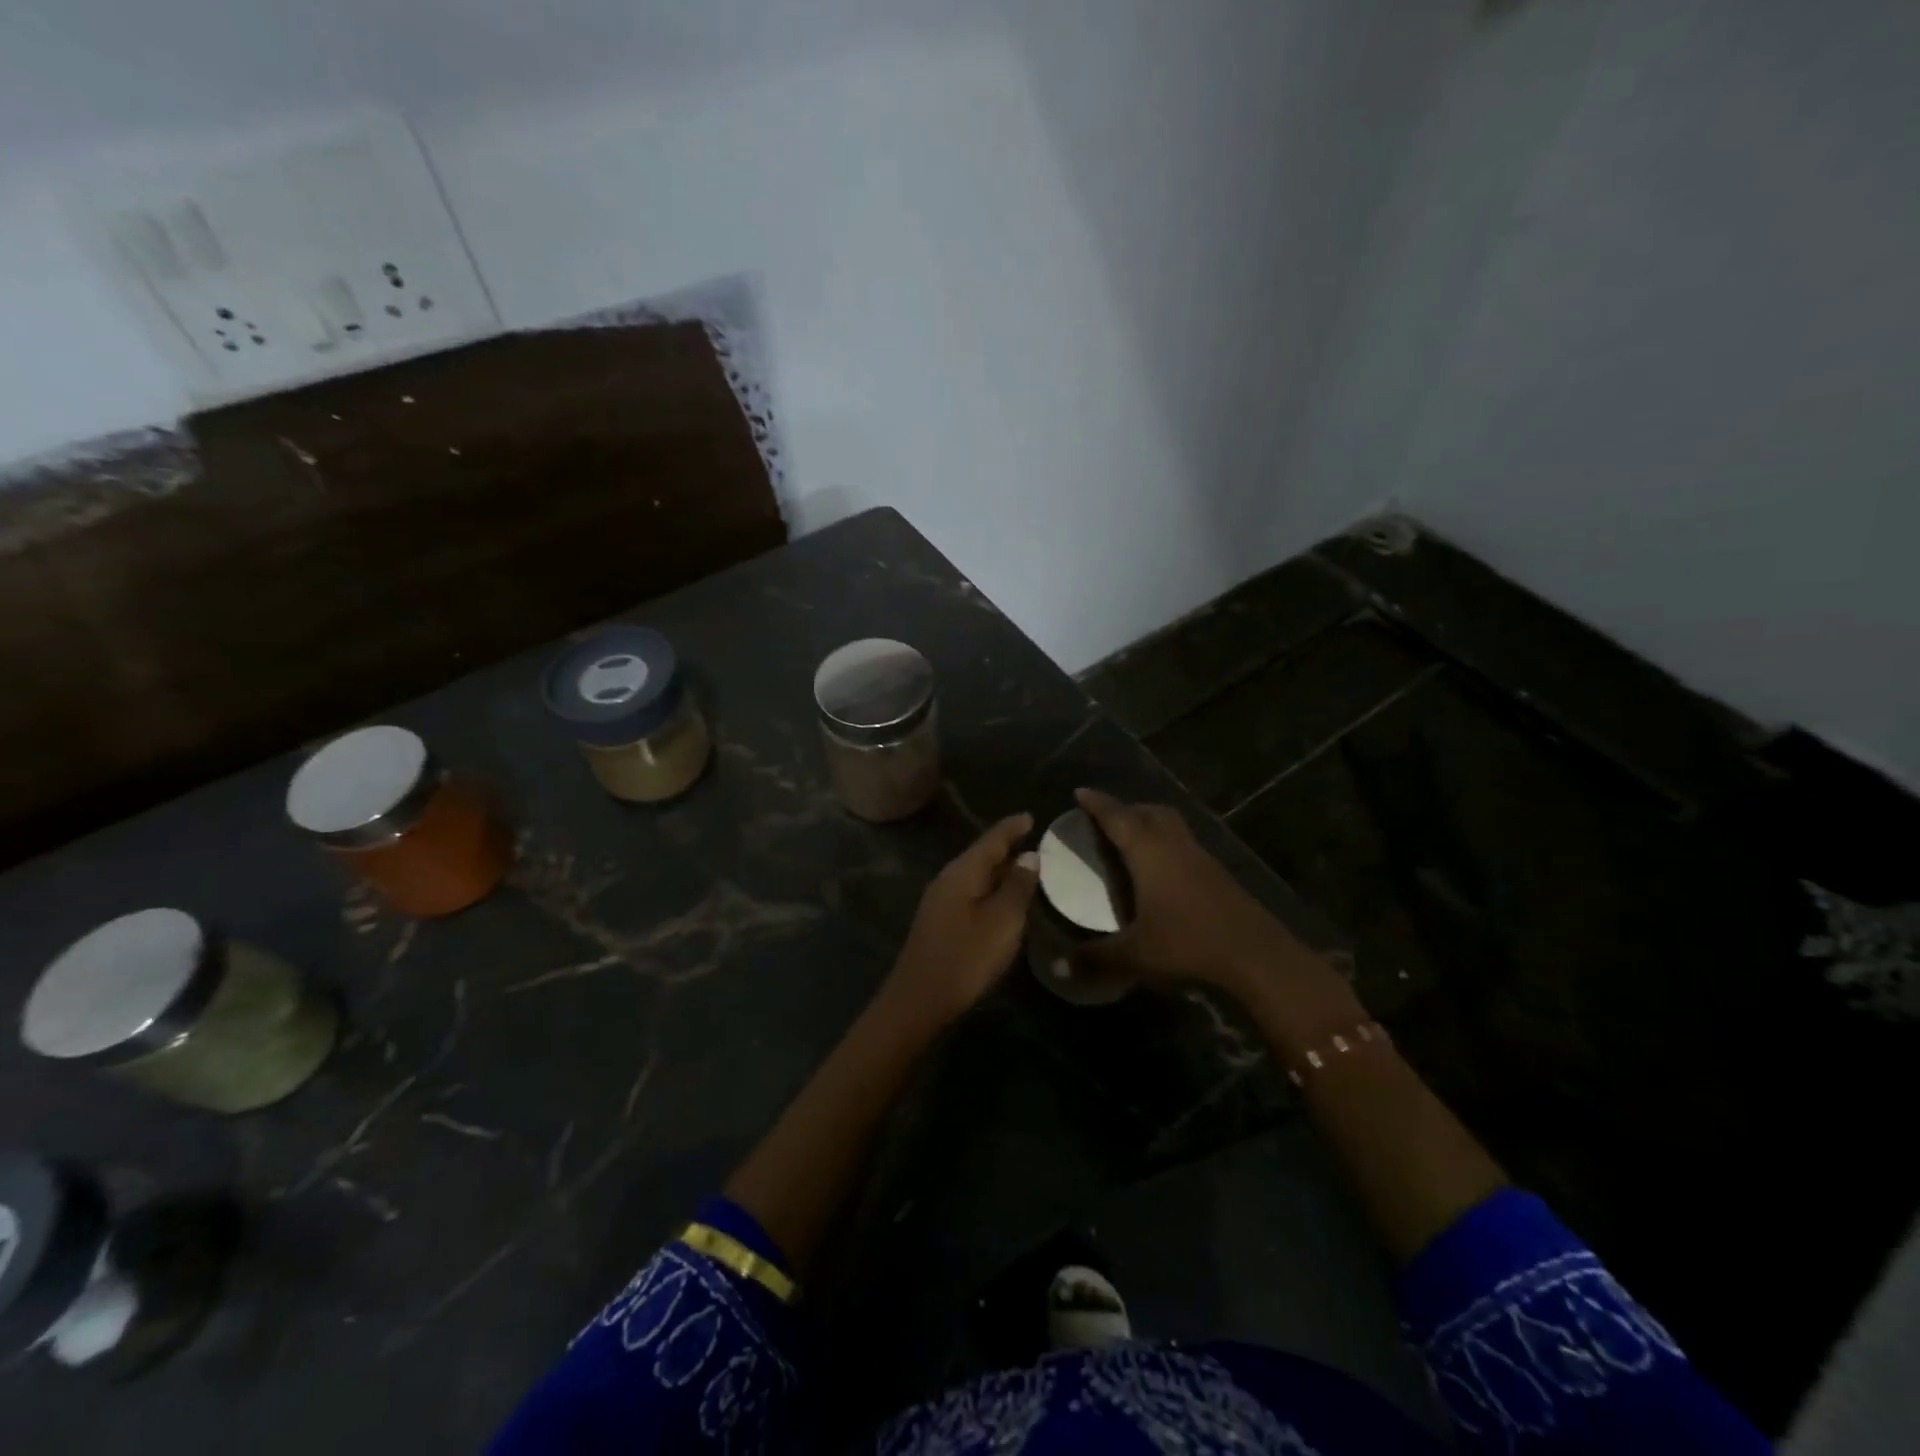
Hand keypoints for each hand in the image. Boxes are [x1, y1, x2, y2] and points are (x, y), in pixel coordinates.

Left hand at [884, 814, 1038, 1024]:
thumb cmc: (966, 957)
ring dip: (999, 869)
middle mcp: (948, 879)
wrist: (919, 1000)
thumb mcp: (1002, 921)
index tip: (1031, 817)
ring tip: (1025, 867)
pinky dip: (990, 888)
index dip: (1012, 828)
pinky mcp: (940, 922)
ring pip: (975, 875)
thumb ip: (1017, 886)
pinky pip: (971, 893)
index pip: (991, 840)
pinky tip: (1003, 900)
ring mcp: (940, 901)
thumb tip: (1029, 856)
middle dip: (1006, 846)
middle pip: (981, 855)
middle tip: (1034, 840)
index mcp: (962, 872)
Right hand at [1073, 788, 1325, 998]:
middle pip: (1150, 811)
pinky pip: (1185, 844)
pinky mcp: (1218, 873)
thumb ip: (1096, 958)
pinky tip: (1161, 872)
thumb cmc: (1188, 943)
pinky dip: (1167, 844)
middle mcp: (1174, 845)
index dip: (1097, 804)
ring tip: (1131, 840)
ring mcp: (1200, 857)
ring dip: (1150, 823)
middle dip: (1126, 809)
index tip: (1080, 792)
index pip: (1117, 817)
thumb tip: (1060, 967)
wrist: (1256, 954)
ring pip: (1171, 825)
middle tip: (1105, 819)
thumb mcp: (1135, 954)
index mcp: (1148, 852)